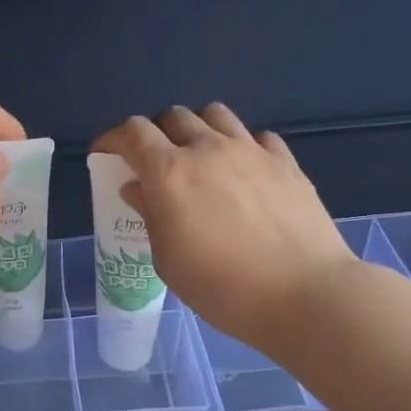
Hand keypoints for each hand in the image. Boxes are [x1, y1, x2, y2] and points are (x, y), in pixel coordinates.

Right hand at [91, 104, 355, 353]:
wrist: (304, 295)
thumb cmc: (223, 287)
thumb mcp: (168, 260)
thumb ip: (150, 215)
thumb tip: (137, 188)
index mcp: (169, 172)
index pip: (132, 132)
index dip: (112, 138)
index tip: (105, 154)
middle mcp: (207, 149)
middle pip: (172, 116)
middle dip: (154, 133)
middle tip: (152, 161)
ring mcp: (250, 151)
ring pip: (215, 115)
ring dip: (197, 129)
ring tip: (198, 156)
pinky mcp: (286, 162)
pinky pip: (256, 136)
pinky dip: (240, 146)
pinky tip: (243, 172)